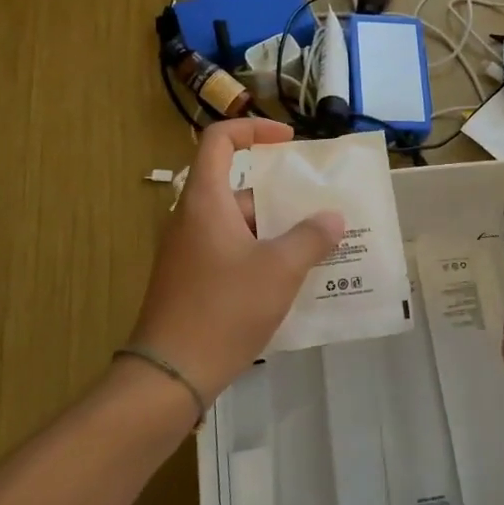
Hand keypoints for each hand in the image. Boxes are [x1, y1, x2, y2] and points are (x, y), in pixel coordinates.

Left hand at [127, 118, 344, 402]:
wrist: (171, 375)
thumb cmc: (224, 309)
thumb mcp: (279, 270)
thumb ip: (311, 238)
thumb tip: (332, 218)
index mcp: (206, 201)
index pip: (220, 140)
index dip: (253, 129)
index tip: (288, 141)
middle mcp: (193, 219)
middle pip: (239, 189)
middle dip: (283, 198)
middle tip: (323, 211)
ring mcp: (189, 253)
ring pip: (240, 226)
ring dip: (278, 233)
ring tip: (320, 249)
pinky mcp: (192, 281)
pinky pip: (232, 253)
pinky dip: (262, 257)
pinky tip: (293, 282)